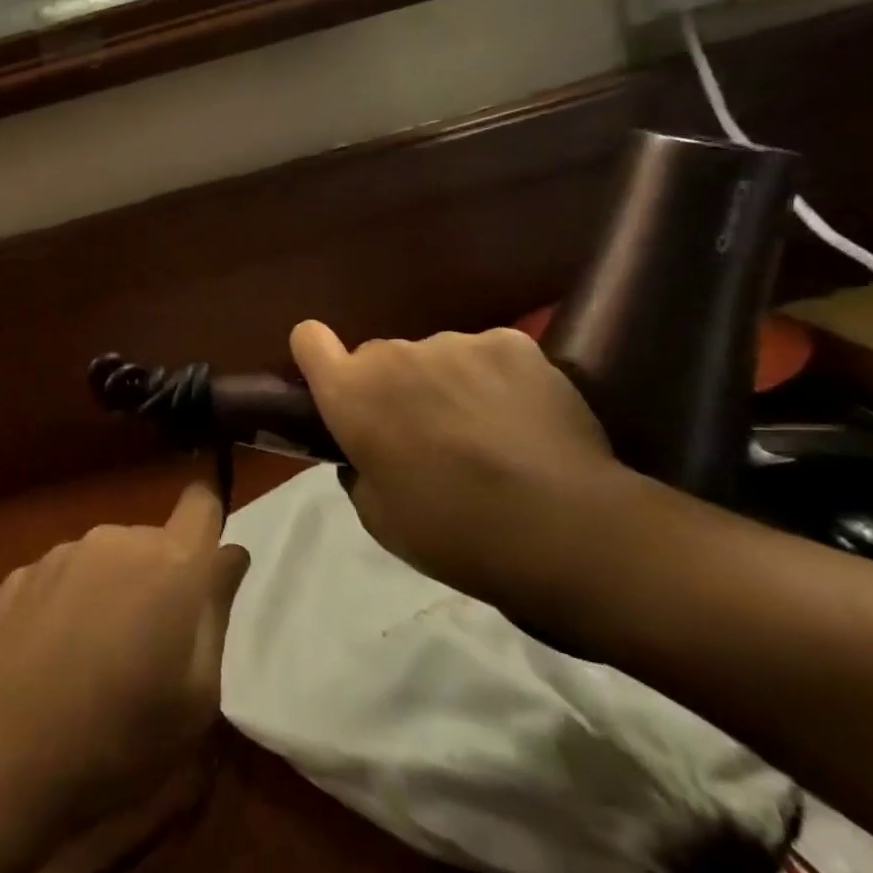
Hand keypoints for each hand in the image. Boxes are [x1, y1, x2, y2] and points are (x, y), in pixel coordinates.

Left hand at [0, 484, 250, 841]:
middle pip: (153, 541)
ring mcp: (61, 553)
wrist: (0, 758)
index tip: (205, 565)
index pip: (201, 503)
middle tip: (151, 645)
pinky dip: (68, 603)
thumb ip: (216, 611)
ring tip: (96, 657)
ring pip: (106, 558)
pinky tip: (53, 657)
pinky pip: (63, 577)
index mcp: (169, 562)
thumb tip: (229, 556)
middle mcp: (114, 540)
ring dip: (112, 590)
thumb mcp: (197, 697)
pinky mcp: (19, 574)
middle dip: (160, 578)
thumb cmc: (120, 738)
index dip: (208, 524)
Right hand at [291, 321, 654, 620]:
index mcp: (352, 394)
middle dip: (394, 386)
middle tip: (428, 433)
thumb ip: (359, 468)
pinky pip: (487, 354)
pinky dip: (496, 378)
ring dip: (447, 382)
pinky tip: (521, 417)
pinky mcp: (511, 342)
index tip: (337, 381)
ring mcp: (454, 342)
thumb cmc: (454, 533)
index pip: (308, 339)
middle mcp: (393, 355)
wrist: (564, 530)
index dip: (318, 356)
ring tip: (486, 431)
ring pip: (437, 356)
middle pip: (380, 356)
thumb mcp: (379, 517)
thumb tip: (367, 451)